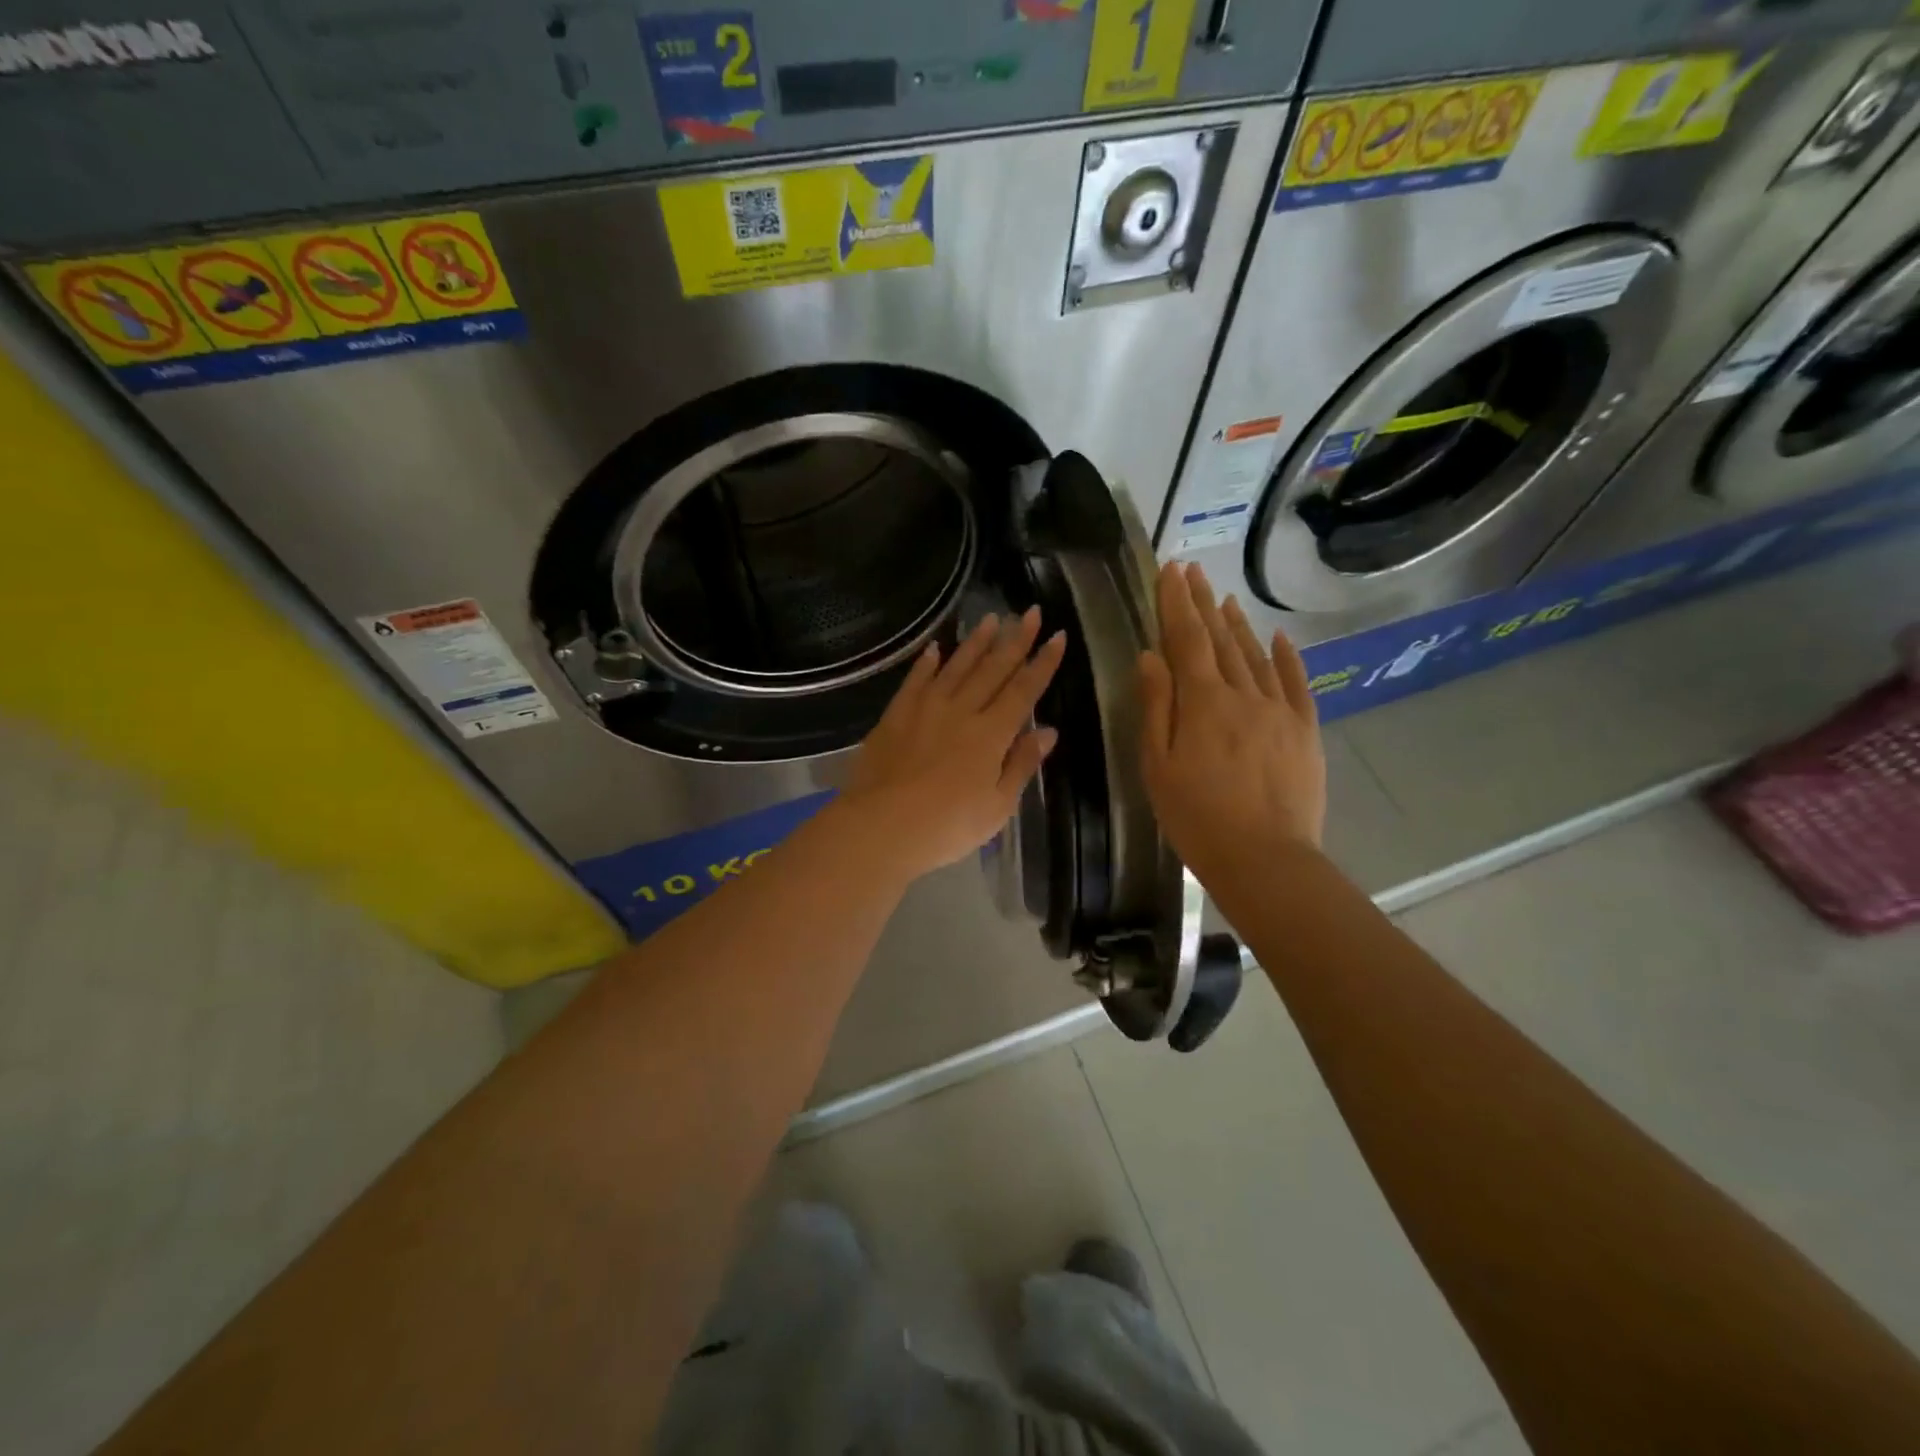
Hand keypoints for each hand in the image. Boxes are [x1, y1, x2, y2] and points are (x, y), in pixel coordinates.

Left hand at [841, 608, 1066, 881]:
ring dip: (976, 642)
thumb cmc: (947, 826)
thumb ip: (1021, 765)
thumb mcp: (997, 806)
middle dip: (1016, 639)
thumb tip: (1048, 731)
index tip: (1057, 636)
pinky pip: (916, 680)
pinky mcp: (896, 715)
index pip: (1024, 690)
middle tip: (1031, 612)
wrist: (882, 826)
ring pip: (957, 667)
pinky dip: (927, 663)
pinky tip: (936, 648)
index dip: (1043, 663)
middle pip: (993, 669)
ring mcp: (926, 709)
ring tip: (992, 618)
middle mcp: (962, 711)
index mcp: (991, 734)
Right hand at [1138, 561, 1325, 880]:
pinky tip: (1279, 638)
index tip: (1170, 570)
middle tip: (1192, 571)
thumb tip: (1150, 656)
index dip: (1176, 603)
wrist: (1264, 859)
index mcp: (1203, 702)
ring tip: (1224, 597)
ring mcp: (1280, 711)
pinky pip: (1296, 683)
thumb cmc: (1196, 817)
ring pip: (1257, 656)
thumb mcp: (1158, 766)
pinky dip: (1286, 657)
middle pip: (1221, 640)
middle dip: (1203, 603)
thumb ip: (1156, 707)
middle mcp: (1244, 694)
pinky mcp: (1305, 731)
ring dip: (1238, 624)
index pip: (1187, 640)